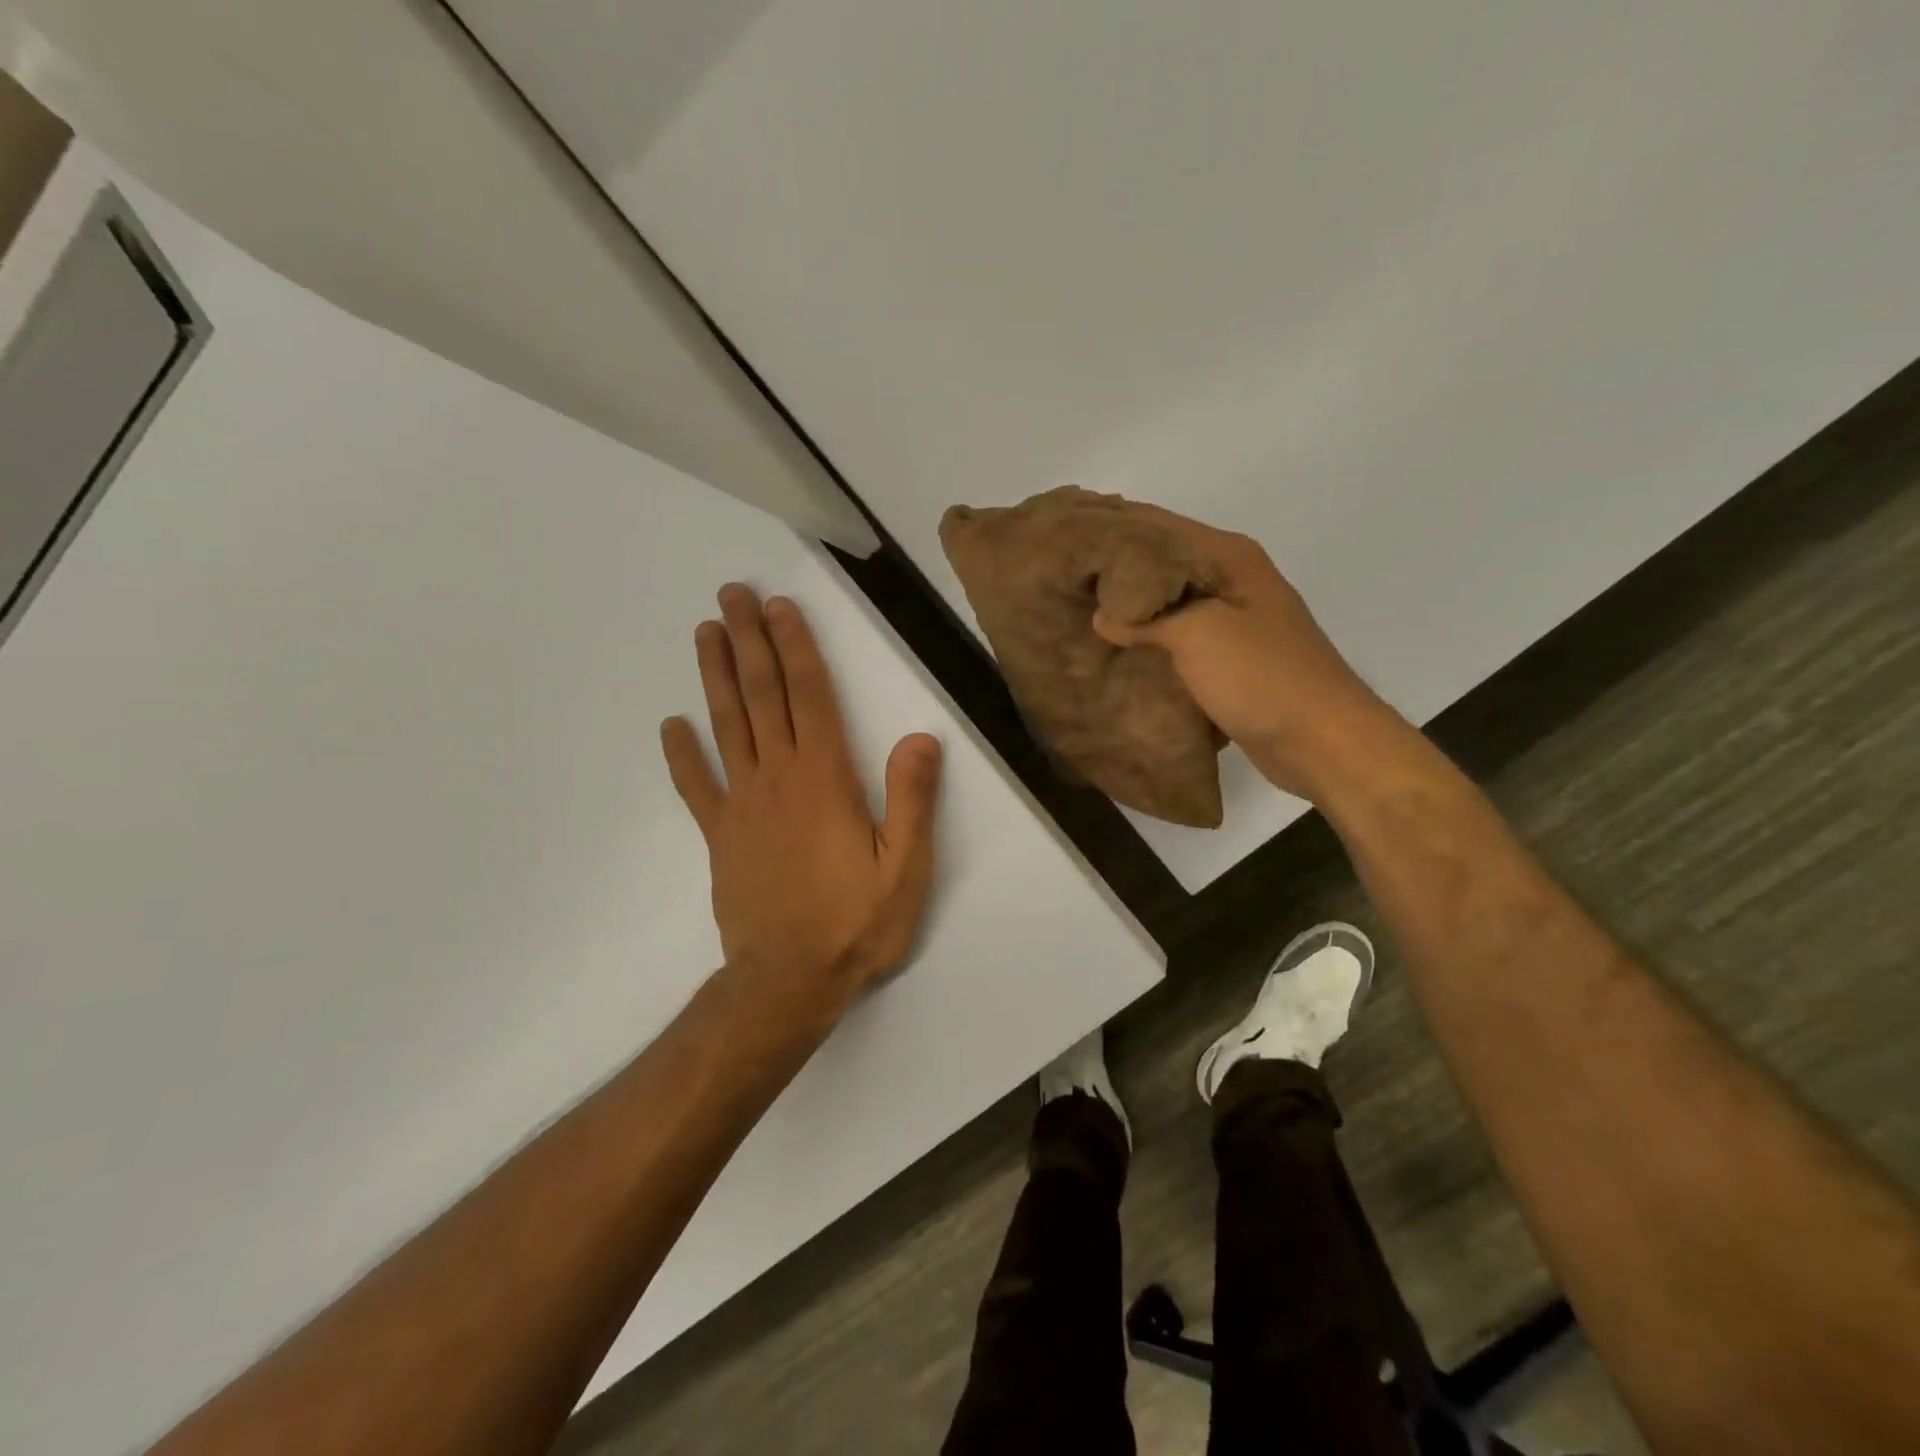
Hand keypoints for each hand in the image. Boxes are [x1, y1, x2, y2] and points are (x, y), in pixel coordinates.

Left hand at [661, 584, 942, 1017]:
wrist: (789, 982)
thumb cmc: (855, 924)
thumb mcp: (905, 868)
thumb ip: (913, 800)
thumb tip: (921, 737)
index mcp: (826, 779)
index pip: (809, 697)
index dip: (795, 647)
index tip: (779, 607)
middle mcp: (778, 779)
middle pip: (761, 697)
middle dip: (748, 642)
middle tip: (732, 595)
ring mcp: (742, 806)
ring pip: (726, 727)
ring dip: (714, 677)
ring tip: (705, 633)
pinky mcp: (721, 837)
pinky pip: (697, 787)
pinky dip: (683, 754)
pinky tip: (672, 725)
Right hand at [1090, 504, 1395, 798]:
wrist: (1321, 740)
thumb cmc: (1262, 676)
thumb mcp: (1198, 635)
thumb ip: (1146, 618)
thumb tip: (1102, 616)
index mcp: (1229, 557)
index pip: (1158, 526)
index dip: (1114, 527)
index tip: (1068, 534)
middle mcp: (1232, 580)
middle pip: (1162, 563)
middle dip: (1117, 570)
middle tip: (1066, 577)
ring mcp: (1233, 621)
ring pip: (1169, 603)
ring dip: (1132, 608)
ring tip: (1081, 612)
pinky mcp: (1229, 659)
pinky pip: (1178, 639)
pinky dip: (1149, 641)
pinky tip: (1116, 651)